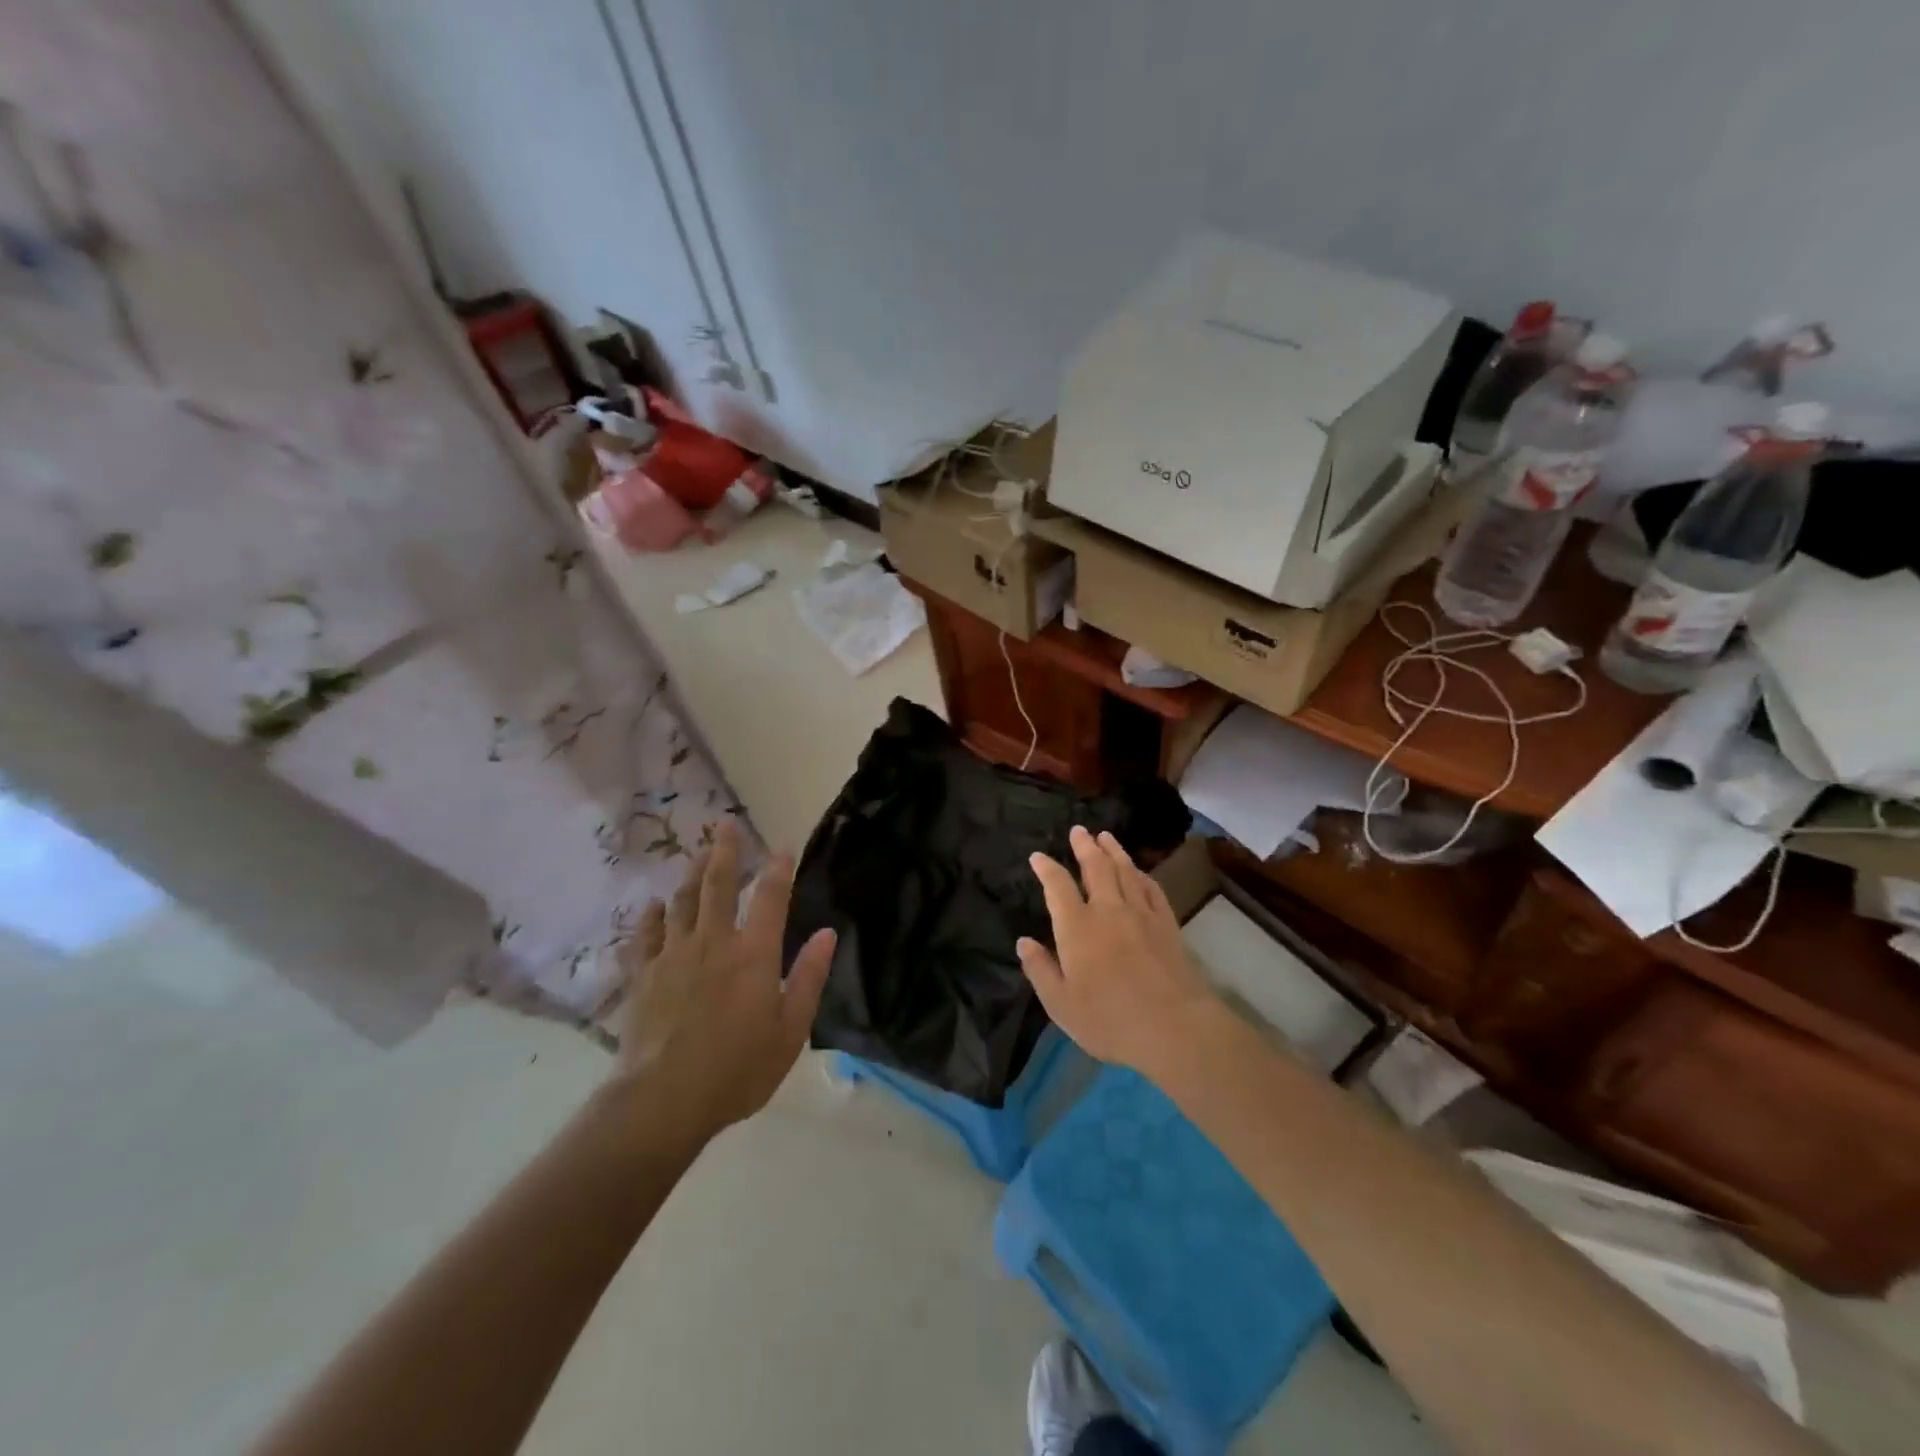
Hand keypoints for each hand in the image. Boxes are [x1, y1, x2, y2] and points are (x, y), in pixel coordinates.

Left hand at [611, 820, 835, 1146]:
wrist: (663, 1101)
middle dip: (726, 851)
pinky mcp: (642, 975)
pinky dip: (651, 917)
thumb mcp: (790, 1030)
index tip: (783, 847)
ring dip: (692, 874)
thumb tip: (828, 933)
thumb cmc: (738, 1069)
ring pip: (682, 901)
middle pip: (719, 885)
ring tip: (699, 855)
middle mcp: (713, 942)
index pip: (771, 897)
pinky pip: (645, 936)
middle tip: (726, 824)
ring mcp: (673, 955)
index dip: (779, 869)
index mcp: (754, 953)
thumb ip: (809, 977)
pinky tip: (653, 907)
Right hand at [1019, 826, 1222, 1078]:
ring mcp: (1141, 914)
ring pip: (1125, 871)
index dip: (1046, 869)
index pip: (1058, 886)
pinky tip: (1139, 872)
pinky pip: (1152, 889)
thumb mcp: (1061, 1005)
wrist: (1175, 1028)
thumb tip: (1023, 942)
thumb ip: (1040, 970)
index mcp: (1077, 928)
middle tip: (1078, 831)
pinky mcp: (1167, 924)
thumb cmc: (1110, 1021)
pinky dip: (1142, 875)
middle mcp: (1108, 910)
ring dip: (1113, 851)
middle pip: (1095, 868)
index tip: (1038, 857)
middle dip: (1084, 847)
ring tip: (1106, 836)